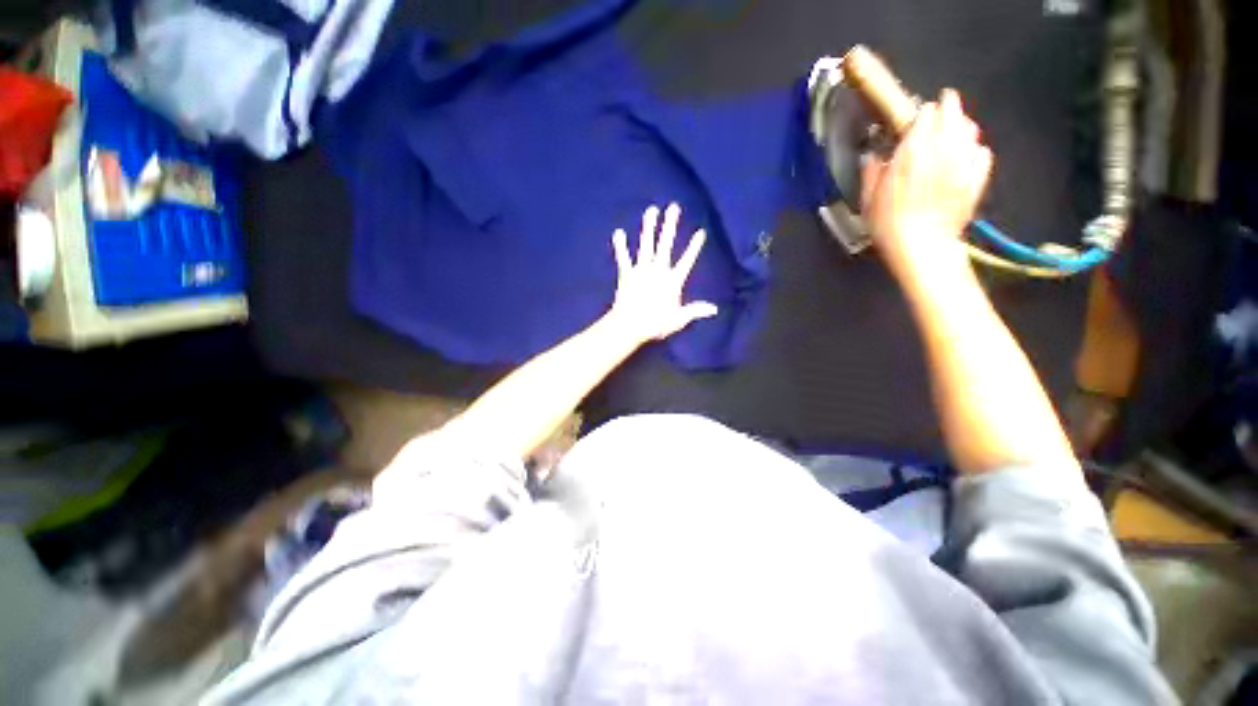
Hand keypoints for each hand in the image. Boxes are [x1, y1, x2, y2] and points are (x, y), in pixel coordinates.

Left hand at [607, 203, 717, 344]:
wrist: (629, 325)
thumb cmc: (655, 324)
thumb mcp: (678, 320)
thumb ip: (695, 311)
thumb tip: (714, 309)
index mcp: (672, 281)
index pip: (687, 260)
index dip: (694, 246)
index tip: (701, 231)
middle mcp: (658, 270)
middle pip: (665, 245)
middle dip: (670, 225)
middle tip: (673, 207)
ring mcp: (641, 270)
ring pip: (646, 244)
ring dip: (649, 227)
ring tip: (651, 210)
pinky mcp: (626, 274)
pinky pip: (623, 257)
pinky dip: (620, 245)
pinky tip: (618, 232)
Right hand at [861, 89, 993, 279]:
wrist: (922, 245)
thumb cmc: (888, 224)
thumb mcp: (868, 199)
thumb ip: (871, 173)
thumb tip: (872, 157)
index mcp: (913, 150)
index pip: (925, 114)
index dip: (921, 114)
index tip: (916, 119)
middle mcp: (943, 148)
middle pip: (953, 112)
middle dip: (947, 108)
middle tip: (942, 109)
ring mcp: (964, 161)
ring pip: (970, 129)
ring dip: (962, 125)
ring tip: (954, 130)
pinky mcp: (978, 176)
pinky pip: (982, 152)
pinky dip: (974, 149)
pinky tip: (966, 156)